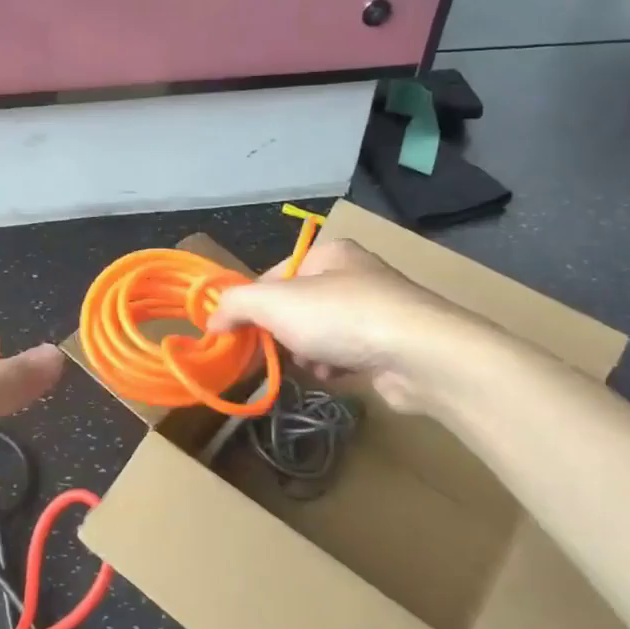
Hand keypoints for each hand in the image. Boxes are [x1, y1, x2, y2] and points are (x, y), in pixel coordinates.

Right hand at [206, 238, 478, 414]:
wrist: (418, 354)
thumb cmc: (341, 317)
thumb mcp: (274, 303)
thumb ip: (235, 304)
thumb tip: (211, 318)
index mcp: (328, 254)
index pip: (274, 276)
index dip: (254, 305)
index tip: (241, 333)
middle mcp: (353, 275)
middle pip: (296, 308)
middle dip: (285, 334)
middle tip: (279, 350)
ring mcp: (375, 310)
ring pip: (320, 335)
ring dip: (309, 354)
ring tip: (315, 364)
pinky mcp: (390, 343)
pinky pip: (346, 354)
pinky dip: (336, 366)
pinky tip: (338, 374)